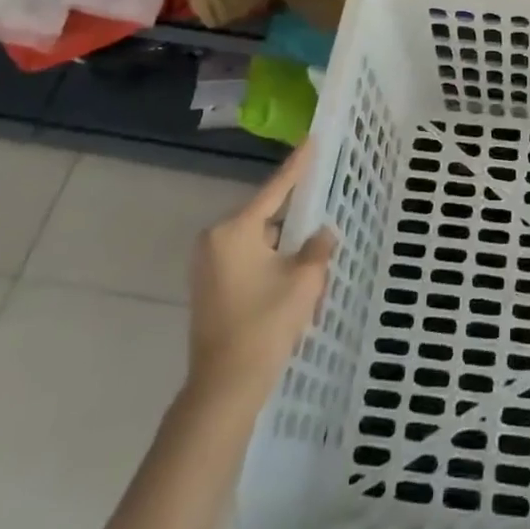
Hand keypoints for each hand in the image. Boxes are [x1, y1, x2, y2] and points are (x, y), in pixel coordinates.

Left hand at [184, 143, 336, 403]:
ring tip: (310, 265)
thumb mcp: (303, 281)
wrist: (224, 390)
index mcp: (235, 230)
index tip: (311, 139)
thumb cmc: (265, 325)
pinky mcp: (208, 287)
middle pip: (266, 218)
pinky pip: (247, 261)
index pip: (275, 189)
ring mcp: (208, 265)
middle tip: (321, 222)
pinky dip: (269, 266)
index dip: (297, 165)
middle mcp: (215, 239)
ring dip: (283, 251)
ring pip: (258, 243)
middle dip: (294, 225)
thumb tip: (322, 233)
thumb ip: (317, 248)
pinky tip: (290, 282)